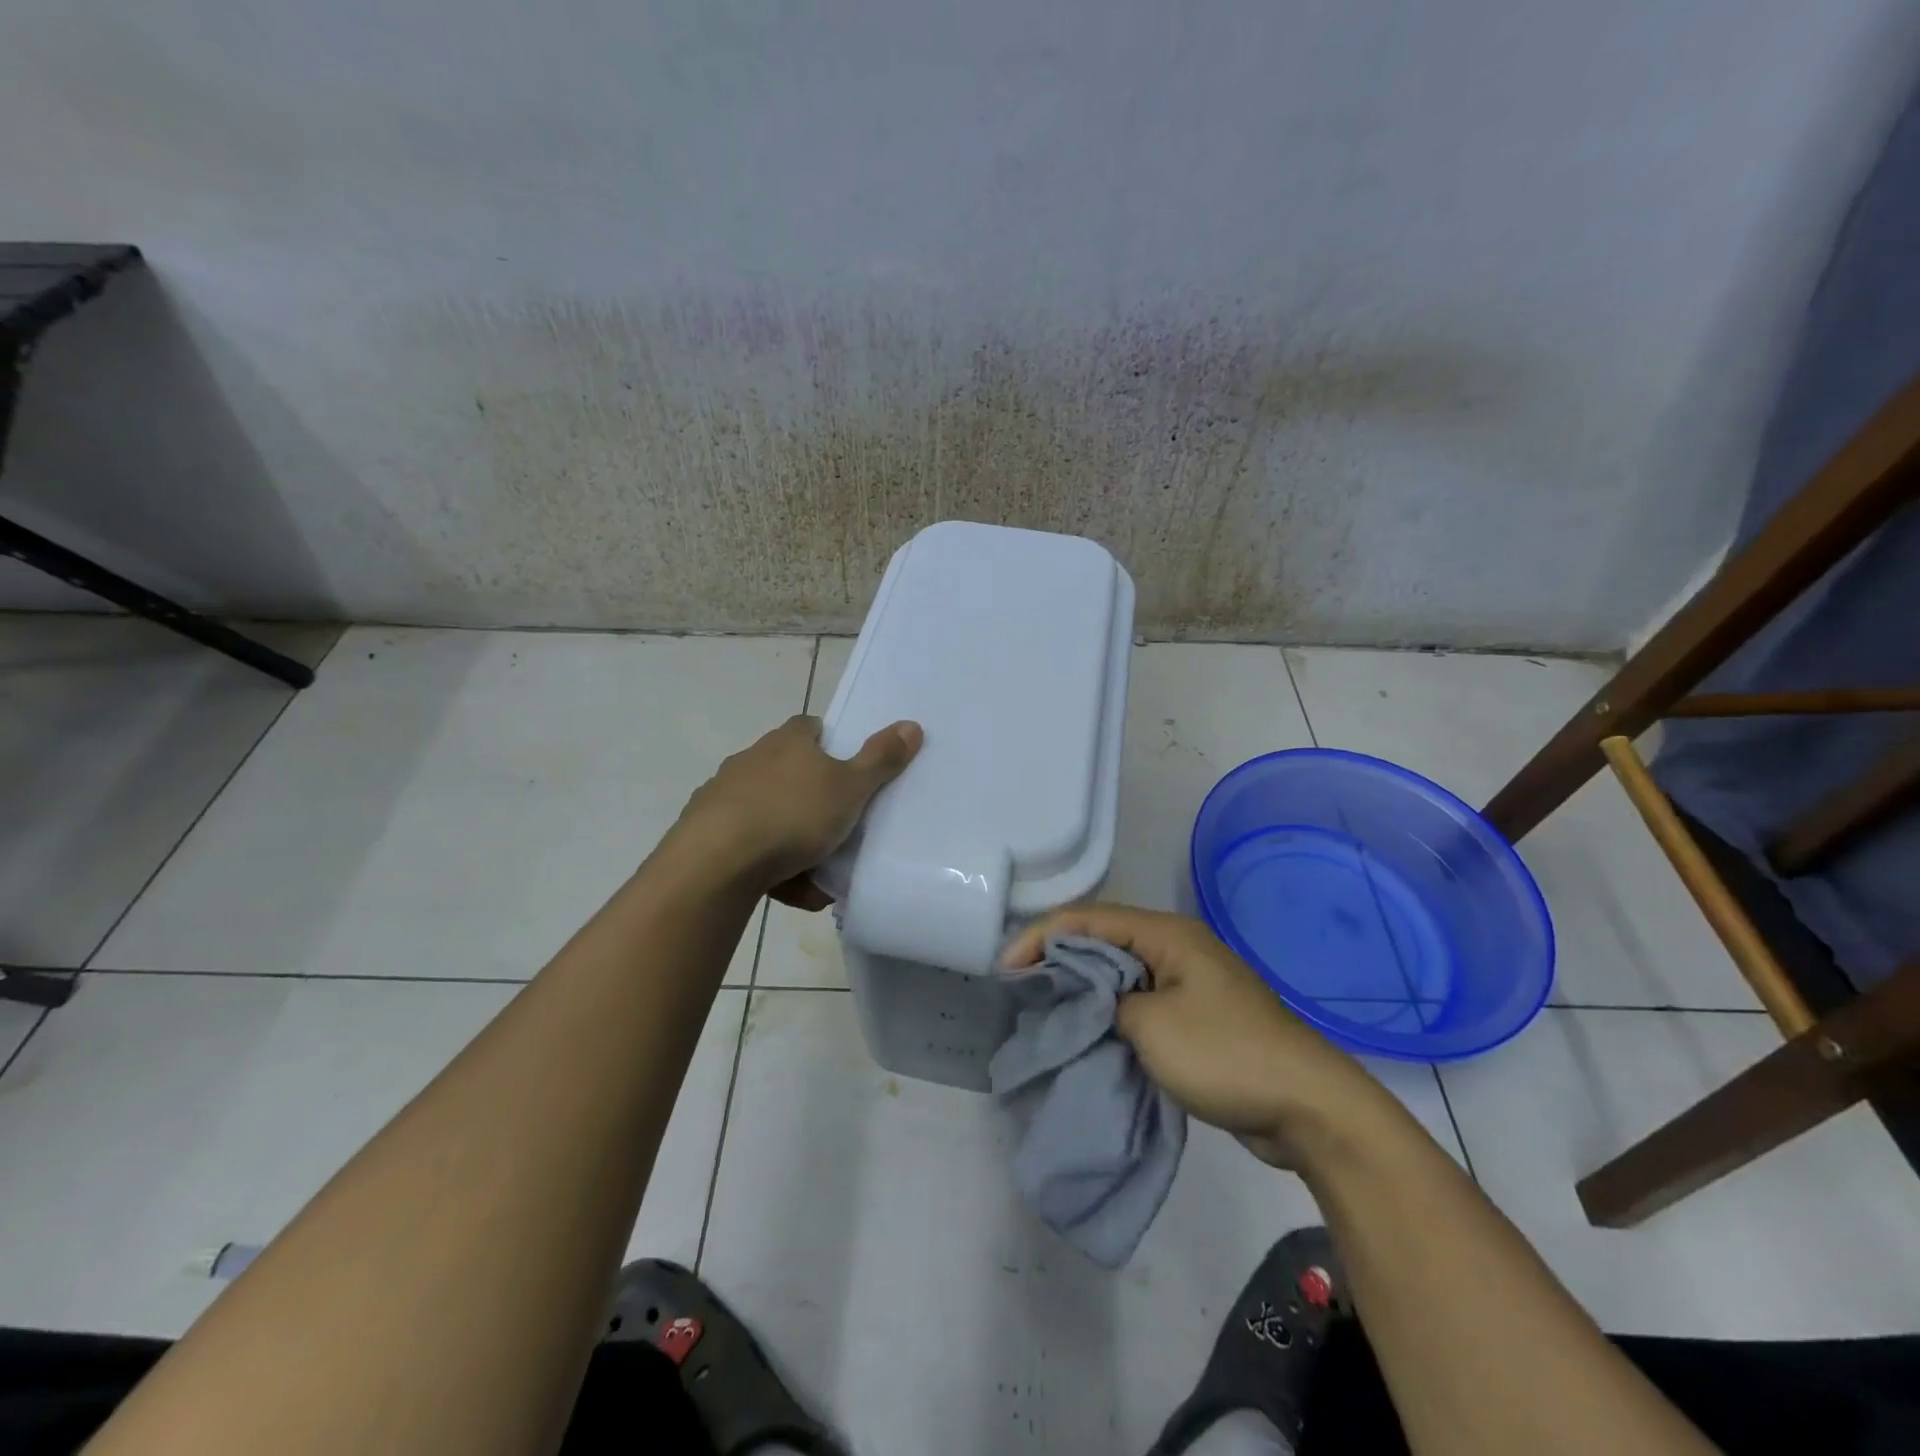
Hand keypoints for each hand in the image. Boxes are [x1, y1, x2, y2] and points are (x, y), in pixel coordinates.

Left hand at [671, 714, 922, 905]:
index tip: (844, 769)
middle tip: (836, 828)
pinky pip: (746, 845)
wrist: (716, 862)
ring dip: (790, 839)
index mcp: (787, 743)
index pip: (809, 727)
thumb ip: (881, 759)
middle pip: (788, 772)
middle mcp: (751, 760)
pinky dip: (766, 864)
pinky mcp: (703, 830)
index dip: (828, 743)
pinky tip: (784, 889)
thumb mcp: (850, 788)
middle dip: (810, 799)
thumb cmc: (793, 815)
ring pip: (768, 813)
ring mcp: (722, 795)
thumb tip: (911, 724)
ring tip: (814, 874)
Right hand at [1001, 904, 1384, 1168]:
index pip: (1088, 920)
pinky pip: (1139, 1002)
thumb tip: (1091, 1003)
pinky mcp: (1195, 1015)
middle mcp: (1175, 947)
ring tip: (1043, 1008)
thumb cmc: (1225, 1054)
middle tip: (1018, 987)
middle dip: (1058, 960)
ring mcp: (1188, 982)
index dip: (1041, 938)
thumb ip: (1106, 1003)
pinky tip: (1086, 1031)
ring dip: (1082, 988)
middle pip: (1102, 941)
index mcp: (1166, 934)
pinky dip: (1109, 1012)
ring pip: (1119, 973)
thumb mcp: (1151, 1026)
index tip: (1005, 970)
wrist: (1307, 1106)